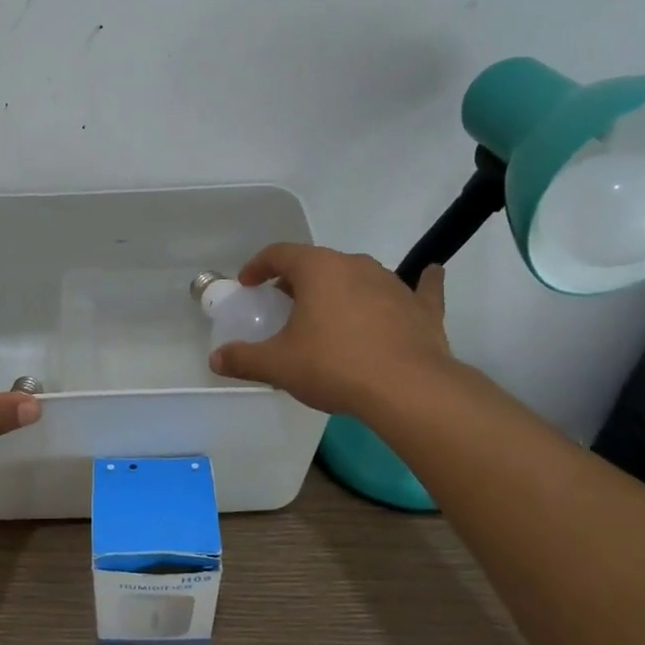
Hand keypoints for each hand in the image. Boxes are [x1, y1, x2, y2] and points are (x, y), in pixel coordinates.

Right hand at [208, 243, 453, 416]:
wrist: (408, 390)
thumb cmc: (334, 366)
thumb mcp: (279, 365)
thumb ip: (243, 359)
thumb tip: (216, 359)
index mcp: (318, 269)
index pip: (279, 254)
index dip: (258, 266)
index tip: (248, 283)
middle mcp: (355, 265)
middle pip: (318, 263)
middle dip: (298, 280)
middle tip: (285, 305)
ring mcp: (393, 284)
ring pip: (359, 276)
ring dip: (341, 289)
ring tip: (330, 314)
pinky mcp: (422, 307)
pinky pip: (419, 289)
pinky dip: (418, 284)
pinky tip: (429, 276)